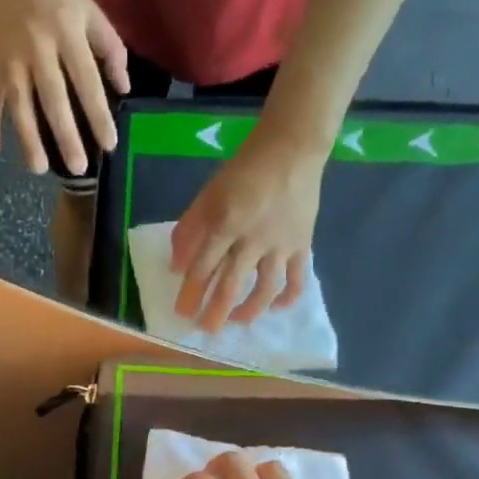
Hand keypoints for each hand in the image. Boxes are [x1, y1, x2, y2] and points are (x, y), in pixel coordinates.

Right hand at [0, 0, 129, 175]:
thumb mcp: (91, 8)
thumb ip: (110, 46)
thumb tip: (124, 88)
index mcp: (67, 31)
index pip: (87, 80)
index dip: (98, 114)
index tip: (109, 144)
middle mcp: (38, 46)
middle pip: (53, 97)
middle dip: (66, 134)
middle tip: (78, 168)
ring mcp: (12, 55)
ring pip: (20, 103)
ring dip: (28, 137)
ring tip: (38, 169)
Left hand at [170, 123, 325, 330]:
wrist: (292, 148)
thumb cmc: (244, 170)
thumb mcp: (209, 193)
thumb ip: (190, 229)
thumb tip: (177, 267)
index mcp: (226, 223)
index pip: (203, 267)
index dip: (191, 293)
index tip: (183, 313)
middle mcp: (253, 239)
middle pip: (231, 284)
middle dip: (216, 311)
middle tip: (206, 330)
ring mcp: (280, 245)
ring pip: (265, 288)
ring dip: (249, 310)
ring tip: (237, 321)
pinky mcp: (302, 245)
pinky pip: (296, 279)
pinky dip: (287, 297)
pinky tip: (275, 308)